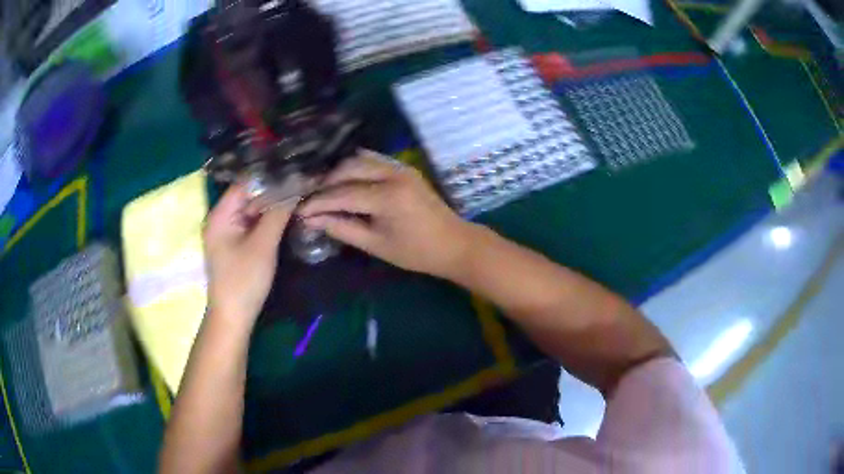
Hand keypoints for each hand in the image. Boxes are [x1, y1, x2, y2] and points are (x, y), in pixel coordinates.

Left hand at [204, 183, 293, 328]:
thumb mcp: (263, 245)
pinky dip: (269, 218)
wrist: (233, 317)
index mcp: (221, 214)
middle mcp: (222, 217)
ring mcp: (228, 231)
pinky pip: (253, 222)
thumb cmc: (244, 281)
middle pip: (250, 194)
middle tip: (303, 182)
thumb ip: (278, 213)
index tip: (297, 170)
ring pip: (253, 208)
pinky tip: (287, 213)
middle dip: (275, 189)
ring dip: (274, 204)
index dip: (271, 176)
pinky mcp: (236, 242)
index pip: (246, 183)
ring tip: (300, 194)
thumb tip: (297, 185)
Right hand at [297, 149, 473, 277]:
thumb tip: (311, 220)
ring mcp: (401, 167)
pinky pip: (373, 160)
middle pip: (347, 168)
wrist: (454, 243)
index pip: (341, 194)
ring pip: (359, 158)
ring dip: (338, 171)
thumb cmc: (416, 252)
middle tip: (308, 198)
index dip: (317, 202)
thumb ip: (342, 228)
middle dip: (324, 182)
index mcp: (387, 197)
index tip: (298, 210)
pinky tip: (344, 180)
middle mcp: (393, 174)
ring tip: (323, 189)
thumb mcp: (375, 245)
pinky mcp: (405, 168)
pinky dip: (355, 167)